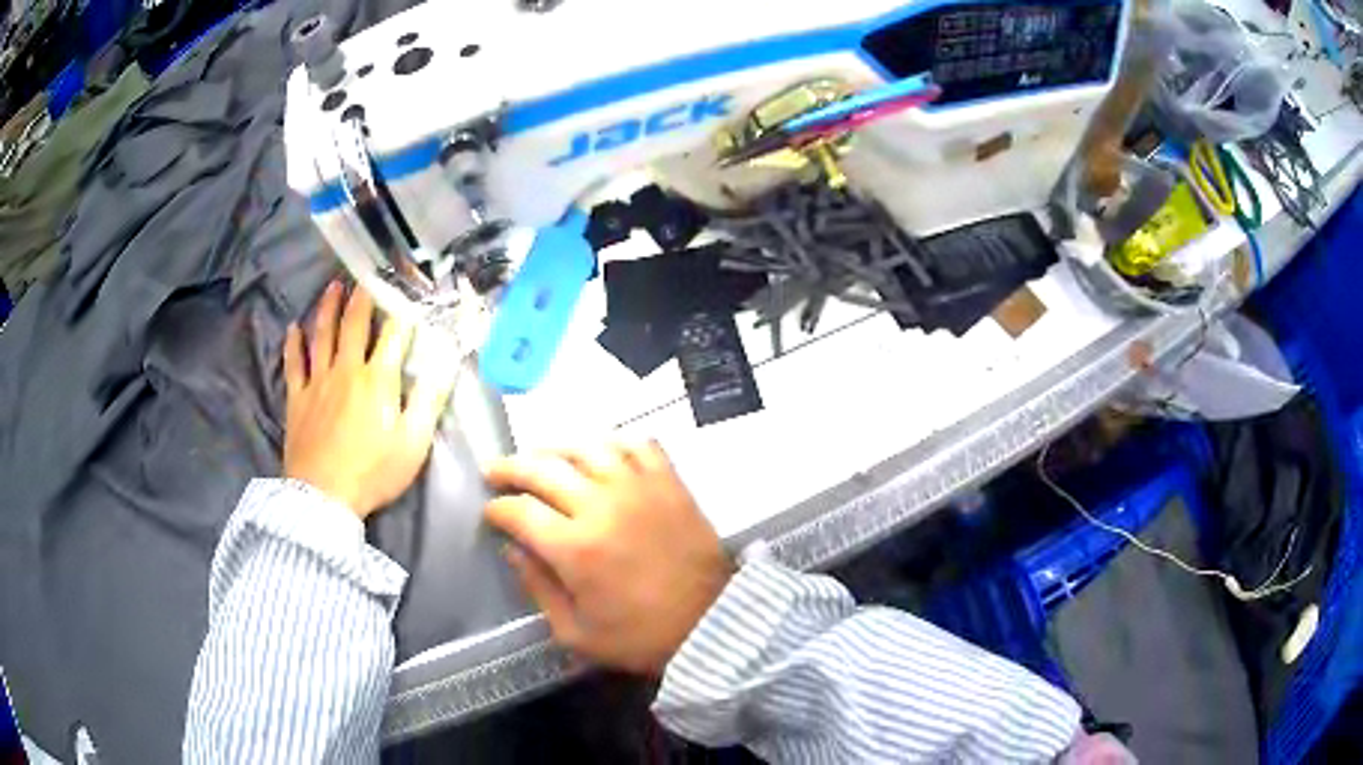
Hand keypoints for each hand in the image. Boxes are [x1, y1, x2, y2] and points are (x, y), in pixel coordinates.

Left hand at [283, 281, 454, 518]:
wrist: (324, 497)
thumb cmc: (374, 472)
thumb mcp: (414, 442)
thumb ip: (430, 399)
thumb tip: (446, 362)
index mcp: (378, 380)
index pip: (393, 336)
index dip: (401, 314)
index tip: (406, 295)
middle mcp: (346, 370)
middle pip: (354, 325)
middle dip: (361, 299)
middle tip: (363, 277)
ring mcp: (318, 382)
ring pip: (322, 335)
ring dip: (328, 308)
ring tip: (332, 287)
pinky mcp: (297, 398)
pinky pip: (293, 363)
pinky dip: (293, 344)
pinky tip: (293, 328)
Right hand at [484, 441, 732, 674]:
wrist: (711, 625)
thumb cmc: (640, 637)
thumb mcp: (575, 632)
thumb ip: (537, 588)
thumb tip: (513, 548)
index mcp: (575, 548)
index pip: (519, 511)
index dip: (496, 509)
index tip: (490, 513)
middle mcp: (602, 506)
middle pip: (543, 469)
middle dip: (511, 468)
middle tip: (496, 471)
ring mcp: (639, 488)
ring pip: (586, 448)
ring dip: (556, 449)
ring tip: (541, 457)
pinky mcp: (669, 483)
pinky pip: (637, 445)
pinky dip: (613, 443)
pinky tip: (600, 454)